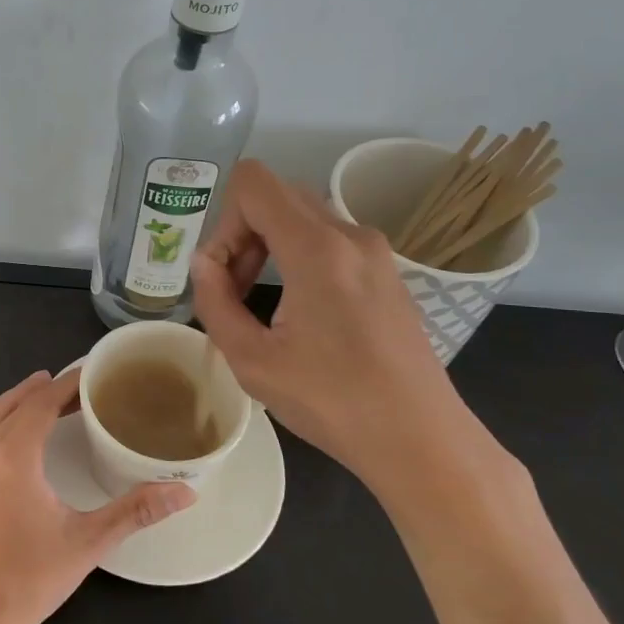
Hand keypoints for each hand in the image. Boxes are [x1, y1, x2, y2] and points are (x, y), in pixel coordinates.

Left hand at [0, 369, 194, 623]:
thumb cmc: (31, 578)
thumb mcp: (88, 541)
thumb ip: (136, 511)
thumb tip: (185, 491)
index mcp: (14, 455)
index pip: (42, 404)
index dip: (65, 385)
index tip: (88, 375)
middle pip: (13, 405)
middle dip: (42, 390)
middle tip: (71, 387)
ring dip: (11, 398)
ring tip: (33, 385)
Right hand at [190, 160, 495, 500]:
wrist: (421, 439)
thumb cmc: (332, 403)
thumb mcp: (251, 360)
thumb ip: (214, 302)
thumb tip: (203, 264)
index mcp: (317, 248)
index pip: (253, 183)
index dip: (222, 222)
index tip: (221, 274)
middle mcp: (350, 234)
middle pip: (276, 197)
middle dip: (241, 235)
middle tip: (233, 290)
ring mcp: (375, 251)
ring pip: (302, 217)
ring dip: (268, 246)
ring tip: (259, 304)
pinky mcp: (387, 271)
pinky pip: (328, 240)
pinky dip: (298, 257)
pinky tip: (298, 312)